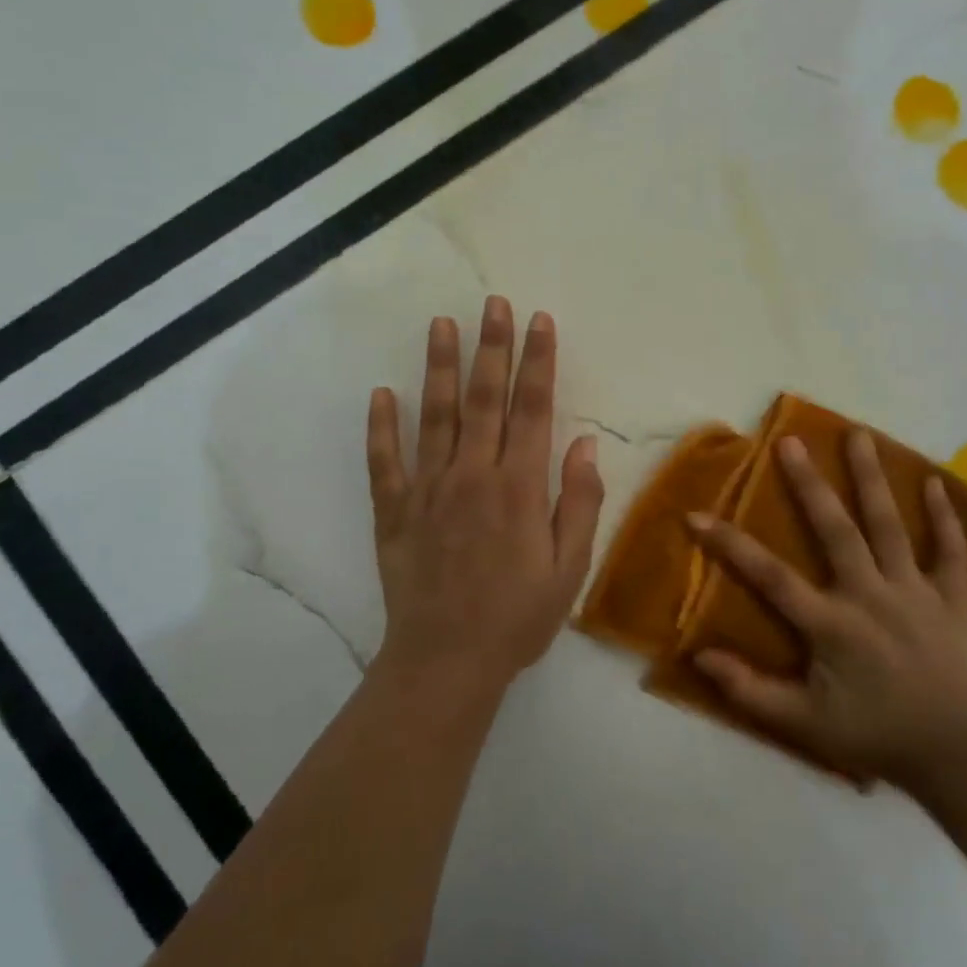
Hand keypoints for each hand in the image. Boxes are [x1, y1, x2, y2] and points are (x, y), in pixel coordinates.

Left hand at [366, 296, 603, 692]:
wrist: (446, 664)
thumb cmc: (517, 618)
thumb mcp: (569, 569)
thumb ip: (580, 503)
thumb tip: (585, 446)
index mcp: (519, 488)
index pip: (532, 410)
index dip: (538, 362)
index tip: (540, 321)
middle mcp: (473, 476)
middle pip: (484, 399)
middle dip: (492, 347)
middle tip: (493, 303)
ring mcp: (428, 490)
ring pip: (434, 416)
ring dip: (438, 367)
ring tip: (440, 324)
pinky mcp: (394, 512)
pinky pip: (385, 461)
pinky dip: (381, 426)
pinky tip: (381, 393)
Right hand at [690, 430, 966, 785]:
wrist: (955, 757)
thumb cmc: (874, 735)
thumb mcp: (803, 724)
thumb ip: (750, 690)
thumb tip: (699, 656)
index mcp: (832, 623)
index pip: (771, 576)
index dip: (731, 545)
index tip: (697, 515)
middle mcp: (871, 594)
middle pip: (836, 530)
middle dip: (809, 484)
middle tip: (790, 442)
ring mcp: (914, 592)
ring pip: (891, 526)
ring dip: (872, 479)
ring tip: (858, 435)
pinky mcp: (951, 600)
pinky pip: (951, 553)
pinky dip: (946, 519)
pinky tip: (936, 482)